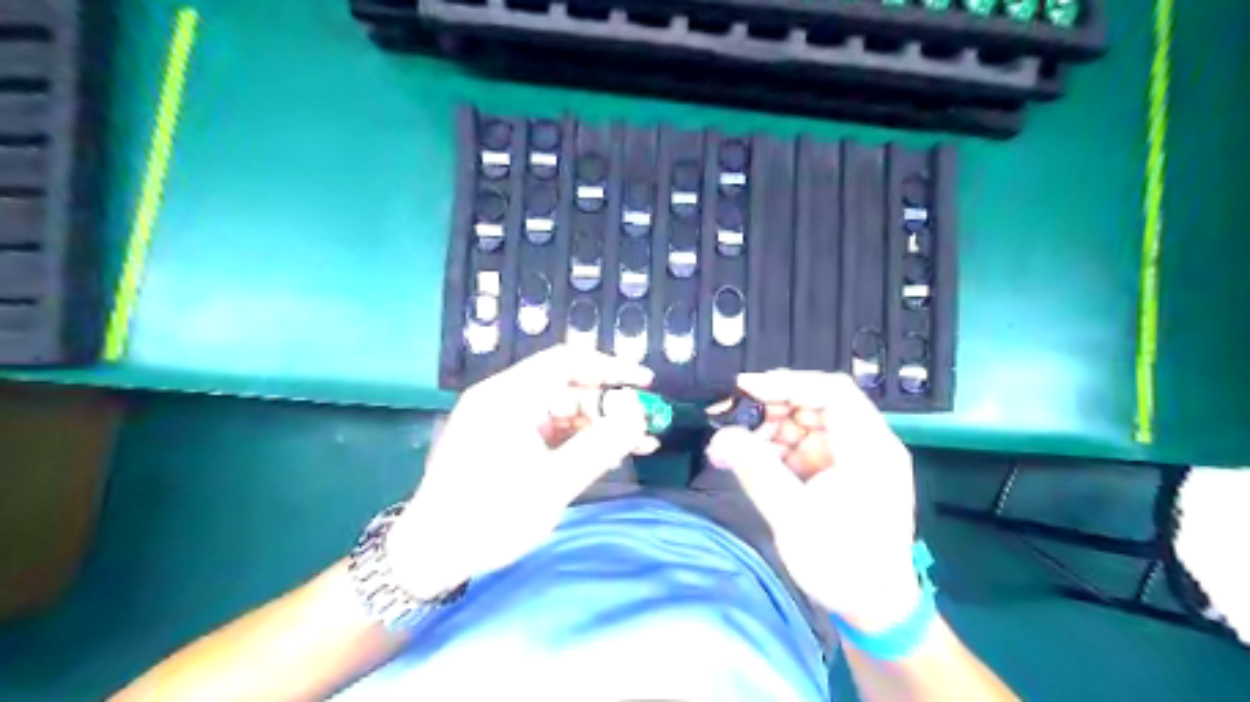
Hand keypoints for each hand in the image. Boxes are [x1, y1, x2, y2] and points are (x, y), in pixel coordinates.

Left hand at [383, 345, 655, 596]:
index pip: (567, 362)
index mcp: (507, 398)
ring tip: (637, 446)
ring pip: (562, 409)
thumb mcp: (551, 485)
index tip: (645, 383)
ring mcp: (501, 419)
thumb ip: (598, 447)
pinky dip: (578, 439)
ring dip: (598, 425)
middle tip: (644, 428)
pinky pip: (549, 429)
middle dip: (609, 406)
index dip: (611, 367)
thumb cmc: (487, 517)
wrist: (429, 554)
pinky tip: (606, 455)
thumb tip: (637, 418)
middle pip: (567, 387)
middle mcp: (502, 399)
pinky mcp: (502, 440)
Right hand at [708, 371, 921, 632]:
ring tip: (737, 447)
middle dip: (771, 409)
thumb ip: (756, 471)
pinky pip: (806, 446)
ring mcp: (855, 458)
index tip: (745, 388)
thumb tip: (720, 438)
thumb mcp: (794, 518)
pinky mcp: (843, 472)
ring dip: (771, 430)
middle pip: (817, 404)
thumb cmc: (844, 566)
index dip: (787, 383)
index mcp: (869, 448)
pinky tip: (755, 461)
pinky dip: (779, 449)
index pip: (832, 391)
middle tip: (732, 421)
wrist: (876, 609)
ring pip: (807, 424)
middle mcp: (867, 444)